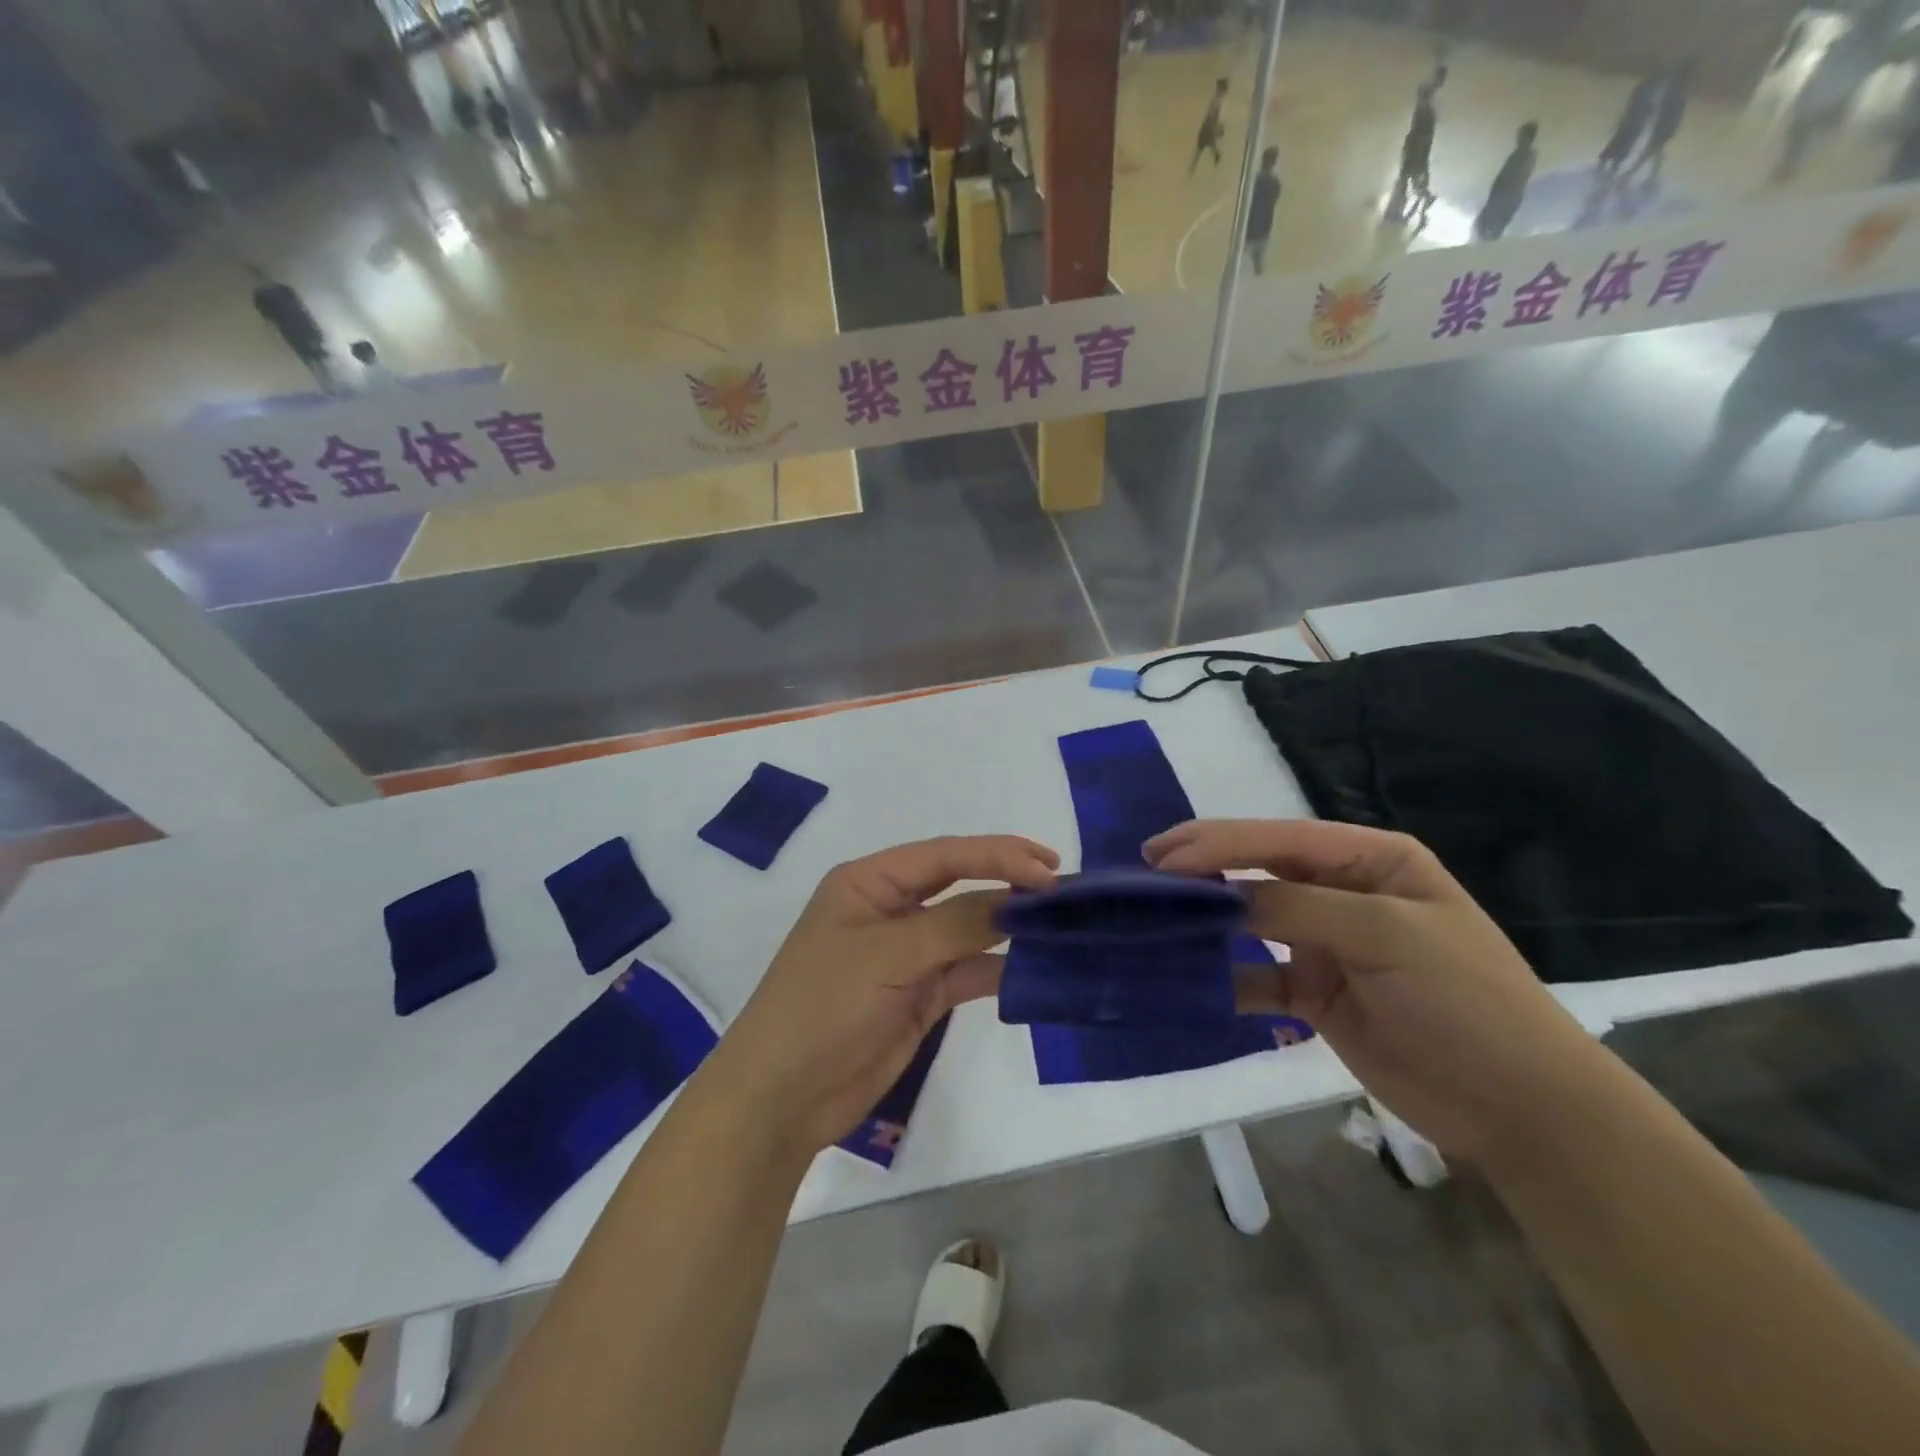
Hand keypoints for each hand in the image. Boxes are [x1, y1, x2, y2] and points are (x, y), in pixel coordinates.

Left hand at [699, 835, 1058, 1155]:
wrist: (781, 1099)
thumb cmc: (824, 1006)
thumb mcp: (889, 955)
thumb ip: (957, 925)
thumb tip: (1019, 901)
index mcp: (869, 882)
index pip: (944, 856)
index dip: (997, 855)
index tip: (1048, 869)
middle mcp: (889, 910)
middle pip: (959, 885)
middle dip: (1008, 883)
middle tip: (1063, 887)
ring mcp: (905, 955)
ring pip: (967, 929)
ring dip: (1008, 927)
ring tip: (1060, 923)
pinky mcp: (918, 996)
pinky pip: (966, 972)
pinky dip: (997, 970)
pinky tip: (1032, 969)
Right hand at [1146, 819, 1607, 1161]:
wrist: (1522, 1108)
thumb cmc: (1464, 999)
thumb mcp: (1385, 934)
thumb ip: (1296, 906)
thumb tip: (1216, 896)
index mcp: (1370, 860)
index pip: (1281, 838)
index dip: (1219, 842)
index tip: (1163, 855)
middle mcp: (1343, 892)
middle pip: (1259, 871)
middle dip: (1203, 870)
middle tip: (1144, 872)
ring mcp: (1327, 943)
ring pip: (1251, 920)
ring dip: (1206, 919)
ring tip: (1153, 917)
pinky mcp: (1317, 992)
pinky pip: (1257, 976)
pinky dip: (1224, 977)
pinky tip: (1189, 979)